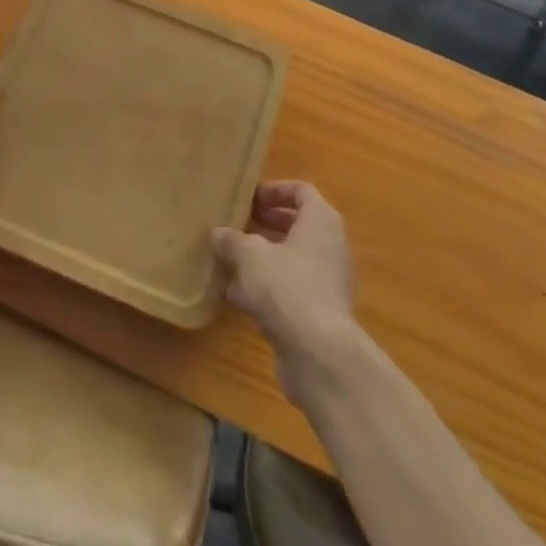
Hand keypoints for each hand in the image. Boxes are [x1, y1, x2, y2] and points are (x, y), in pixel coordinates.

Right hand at [211, 182, 356, 382]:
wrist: (319, 354)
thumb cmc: (288, 286)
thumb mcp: (251, 255)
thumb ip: (232, 240)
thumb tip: (217, 233)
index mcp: (321, 221)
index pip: (301, 191)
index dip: (274, 190)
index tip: (248, 198)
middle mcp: (329, 246)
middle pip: (296, 225)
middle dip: (264, 225)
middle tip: (236, 224)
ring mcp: (326, 282)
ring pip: (290, 260)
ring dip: (261, 258)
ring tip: (229, 259)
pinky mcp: (317, 313)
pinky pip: (289, 289)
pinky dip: (265, 288)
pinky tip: (234, 295)